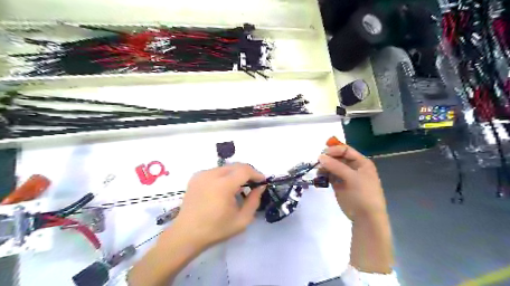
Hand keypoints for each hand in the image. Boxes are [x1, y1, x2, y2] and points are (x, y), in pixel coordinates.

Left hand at [171, 164, 266, 248]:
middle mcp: (211, 175)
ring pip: (226, 167)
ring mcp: (202, 174)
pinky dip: (224, 176)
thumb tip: (260, 187)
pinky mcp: (196, 177)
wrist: (186, 234)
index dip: (256, 173)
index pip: (245, 170)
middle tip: (253, 183)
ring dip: (236, 173)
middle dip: (247, 172)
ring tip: (239, 187)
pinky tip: (224, 188)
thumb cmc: (216, 229)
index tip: (262, 181)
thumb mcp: (242, 220)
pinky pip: (215, 171)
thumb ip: (254, 201)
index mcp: (223, 185)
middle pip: (236, 166)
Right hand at [318, 145, 386, 220]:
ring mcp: (346, 177)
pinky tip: (319, 178)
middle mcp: (354, 167)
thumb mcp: (352, 178)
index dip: (334, 150)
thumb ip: (336, 166)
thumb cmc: (363, 195)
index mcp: (361, 163)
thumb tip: (320, 156)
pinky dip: (324, 175)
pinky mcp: (340, 185)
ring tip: (318, 172)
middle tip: (317, 163)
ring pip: (333, 167)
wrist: (366, 218)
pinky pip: (330, 176)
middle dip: (328, 159)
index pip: (346, 150)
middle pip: (338, 158)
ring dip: (325, 167)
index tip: (322, 154)